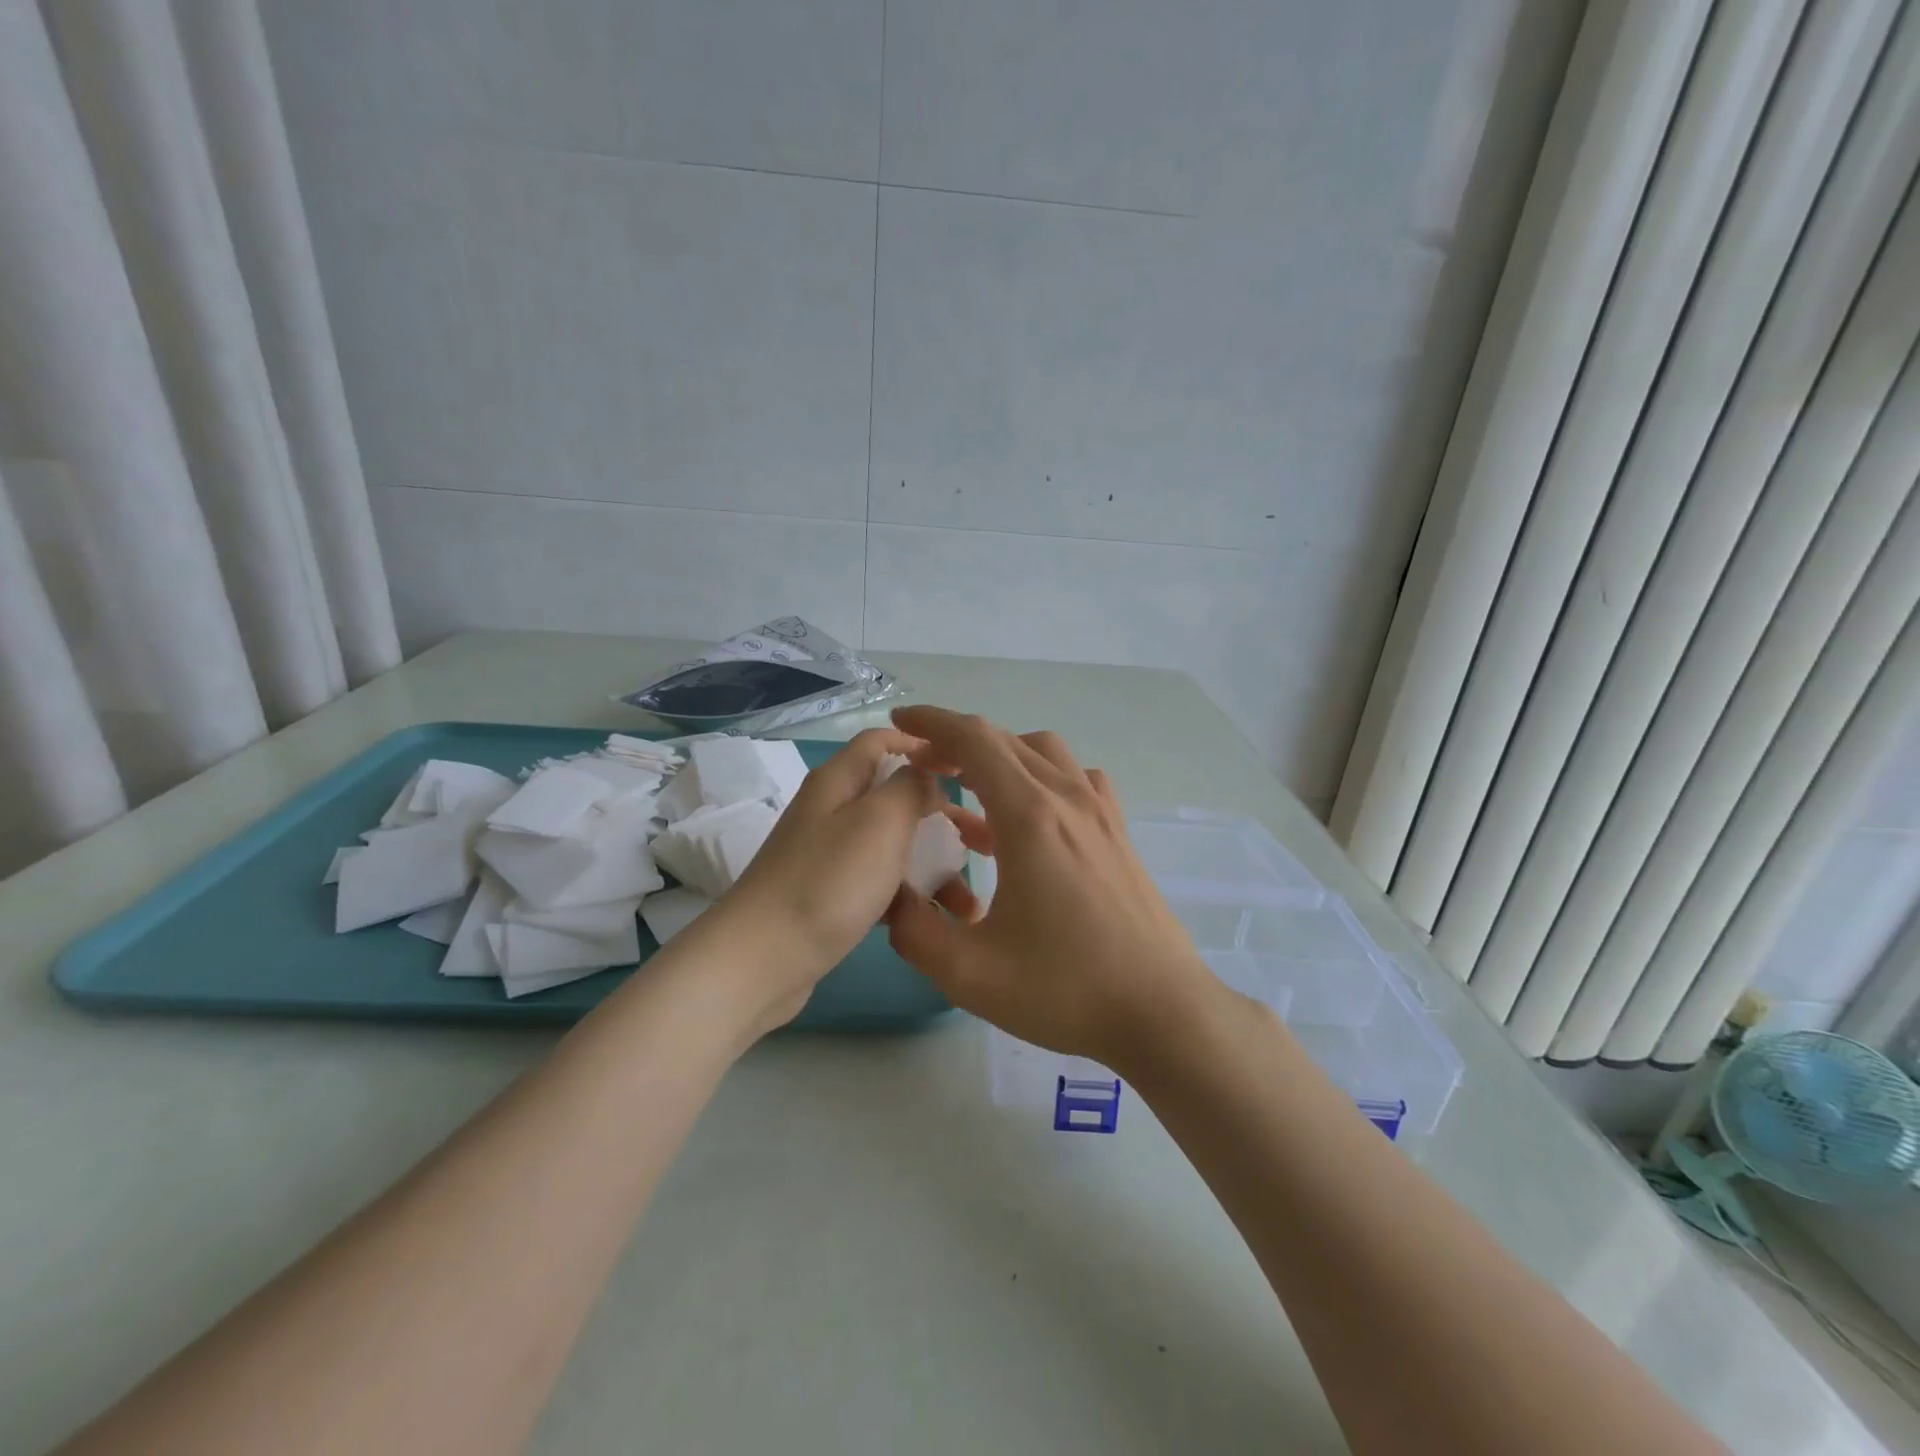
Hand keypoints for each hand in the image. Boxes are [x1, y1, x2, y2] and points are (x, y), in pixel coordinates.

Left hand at [716, 727, 950, 1028]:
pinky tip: (938, 922)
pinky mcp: (832, 895)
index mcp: (840, 781)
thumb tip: (926, 776)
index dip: (924, 745)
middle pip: (897, 797)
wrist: (762, 960)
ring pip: (896, 846)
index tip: (968, 769)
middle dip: (945, 816)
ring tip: (971, 904)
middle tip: (985, 842)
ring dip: (936, 866)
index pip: (883, 740)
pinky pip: (882, 884)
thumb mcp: (880, 821)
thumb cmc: (829, 880)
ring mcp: (831, 855)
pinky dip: (911, 897)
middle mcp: (834, 810)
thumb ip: (911, 787)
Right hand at [884, 706, 1218, 1070]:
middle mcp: (1067, 798)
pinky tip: (1029, 818)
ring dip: (1002, 756)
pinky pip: (1076, 779)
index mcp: (1030, 816)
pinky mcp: (1118, 833)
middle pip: (1006, 741)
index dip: (932, 722)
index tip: (899, 722)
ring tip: (971, 789)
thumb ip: (914, 931)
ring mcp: (1100, 813)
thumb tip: (891, 900)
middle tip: (922, 767)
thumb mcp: (969, 973)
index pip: (975, 740)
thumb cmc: (1065, 989)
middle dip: (957, 742)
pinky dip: (1041, 777)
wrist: (1162, 1011)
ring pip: (1045, 753)